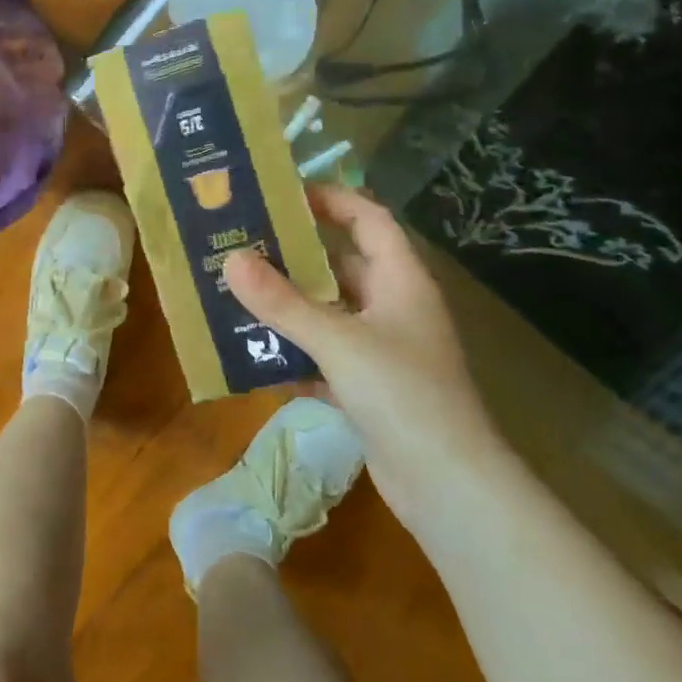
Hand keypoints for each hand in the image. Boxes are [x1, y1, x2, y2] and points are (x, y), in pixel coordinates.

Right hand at [223, 185, 514, 527]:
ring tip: (235, 291)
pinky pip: (323, 355)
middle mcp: (393, 306)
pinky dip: (293, 351)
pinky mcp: (368, 387)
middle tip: (241, 242)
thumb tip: (232, 259)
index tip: (280, 194)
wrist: (449, 488)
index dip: (330, 199)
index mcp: (401, 280)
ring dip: (287, 304)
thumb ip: (282, 302)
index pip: (368, 218)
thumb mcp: (338, 341)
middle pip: (341, 264)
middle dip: (294, 254)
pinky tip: (251, 352)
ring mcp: (382, 349)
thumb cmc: (403, 395)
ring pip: (328, 311)